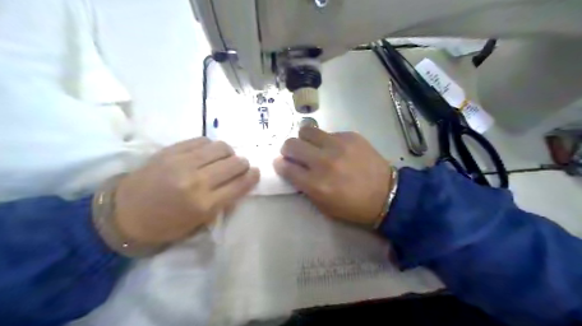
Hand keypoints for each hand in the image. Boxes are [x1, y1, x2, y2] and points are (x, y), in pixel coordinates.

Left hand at [114, 136, 258, 243]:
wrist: (123, 214)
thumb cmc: (164, 225)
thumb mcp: (197, 223)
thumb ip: (222, 204)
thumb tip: (239, 186)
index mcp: (204, 204)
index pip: (239, 185)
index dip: (252, 177)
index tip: (255, 172)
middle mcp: (197, 181)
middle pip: (234, 163)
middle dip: (242, 164)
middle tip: (240, 166)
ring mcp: (183, 162)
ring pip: (221, 147)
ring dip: (228, 152)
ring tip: (224, 158)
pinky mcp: (171, 151)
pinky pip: (202, 140)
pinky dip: (210, 146)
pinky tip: (207, 153)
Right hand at [274, 128, 390, 226]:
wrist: (387, 194)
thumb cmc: (353, 206)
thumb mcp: (324, 206)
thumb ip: (305, 187)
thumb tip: (291, 169)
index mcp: (316, 184)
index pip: (286, 167)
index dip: (280, 165)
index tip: (282, 163)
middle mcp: (324, 161)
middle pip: (291, 144)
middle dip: (288, 149)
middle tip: (295, 154)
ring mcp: (338, 145)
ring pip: (307, 130)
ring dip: (305, 139)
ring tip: (313, 147)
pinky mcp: (350, 136)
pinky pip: (329, 133)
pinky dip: (327, 141)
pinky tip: (337, 150)